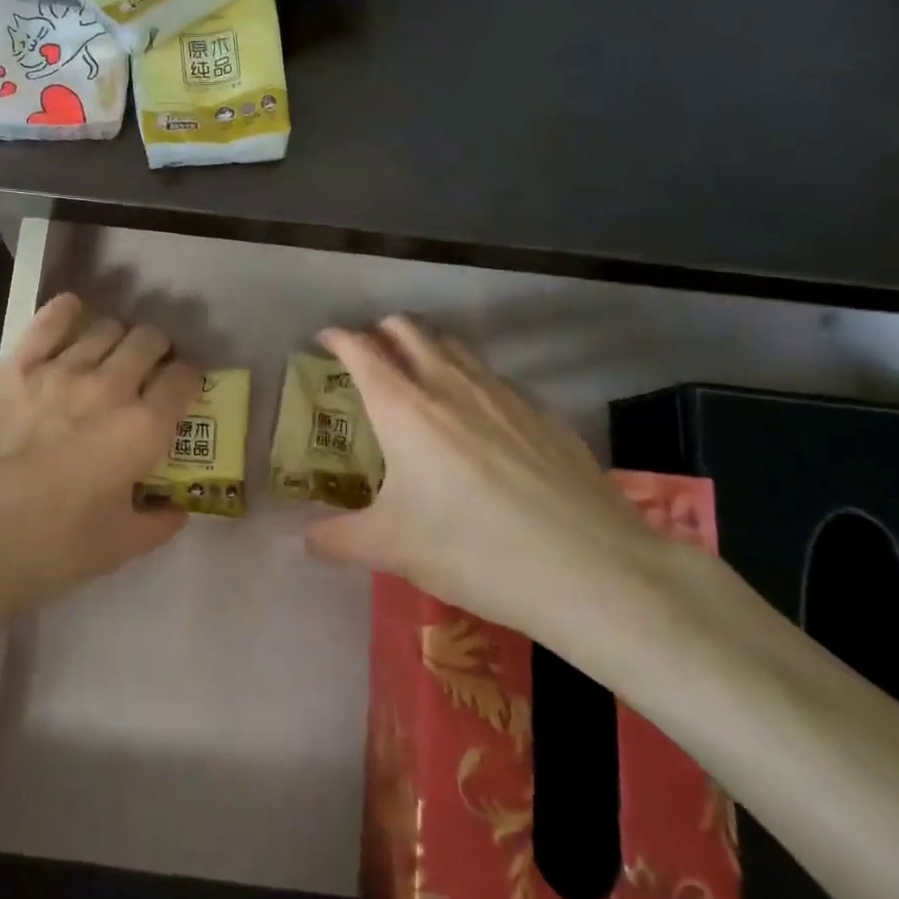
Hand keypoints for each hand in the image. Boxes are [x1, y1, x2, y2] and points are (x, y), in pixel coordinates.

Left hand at [0, 293, 200, 619]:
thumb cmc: (50, 548)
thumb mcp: (119, 547)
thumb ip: (159, 523)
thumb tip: (176, 509)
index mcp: (143, 429)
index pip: (185, 379)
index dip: (190, 379)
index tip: (181, 389)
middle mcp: (110, 387)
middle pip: (149, 340)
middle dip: (158, 351)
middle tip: (148, 370)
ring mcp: (61, 370)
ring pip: (107, 326)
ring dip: (118, 336)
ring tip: (108, 354)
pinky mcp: (17, 365)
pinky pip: (52, 319)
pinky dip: (69, 311)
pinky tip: (72, 316)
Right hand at [307, 316, 724, 659]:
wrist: (592, 569)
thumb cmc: (473, 549)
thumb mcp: (391, 548)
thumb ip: (336, 539)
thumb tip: (305, 540)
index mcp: (404, 407)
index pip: (362, 350)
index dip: (338, 337)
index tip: (324, 339)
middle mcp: (451, 385)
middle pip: (410, 330)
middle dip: (382, 330)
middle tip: (368, 353)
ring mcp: (505, 394)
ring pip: (456, 347)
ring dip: (427, 347)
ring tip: (418, 374)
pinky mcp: (544, 413)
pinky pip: (495, 378)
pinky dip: (470, 379)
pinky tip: (479, 418)